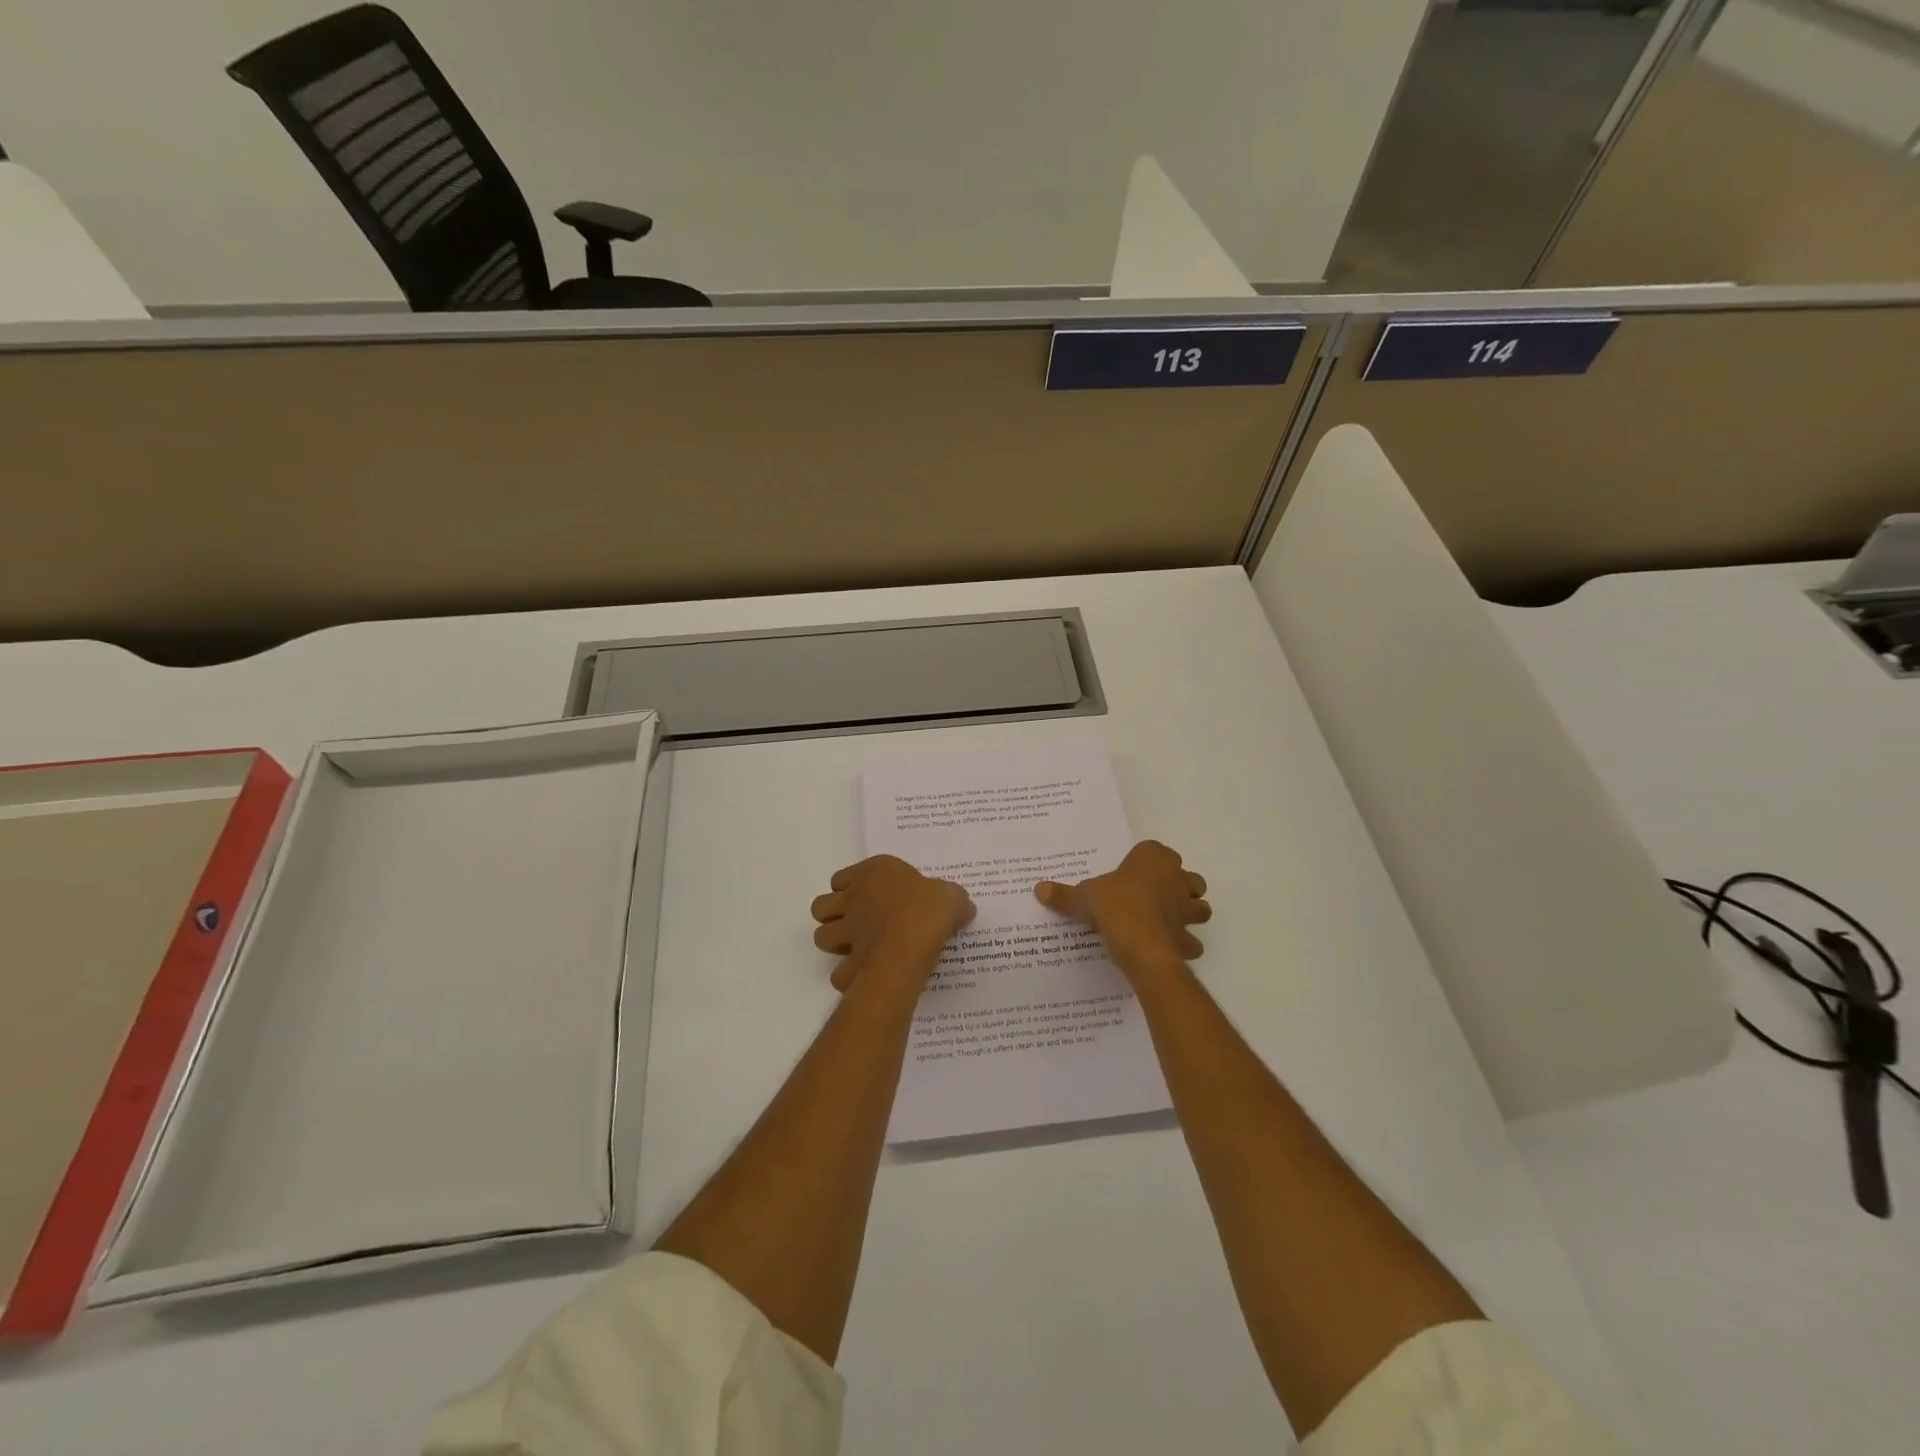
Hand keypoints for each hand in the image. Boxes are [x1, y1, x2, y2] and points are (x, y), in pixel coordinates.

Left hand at [811, 855, 974, 993]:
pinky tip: (864, 976)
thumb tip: (962, 907)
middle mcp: (853, 899)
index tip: (869, 897)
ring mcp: (847, 932)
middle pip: (822, 906)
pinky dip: (847, 976)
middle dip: (832, 915)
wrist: (913, 941)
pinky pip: (838, 973)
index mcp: (873, 873)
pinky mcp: (850, 963)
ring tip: (856, 948)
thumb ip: (953, 899)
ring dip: (833, 943)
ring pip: (821, 937)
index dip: (851, 887)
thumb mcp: (952, 895)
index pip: (841, 877)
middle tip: (855, 923)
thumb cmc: (929, 907)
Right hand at [1035, 840, 1210, 980]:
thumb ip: (1064, 894)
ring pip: (1200, 907)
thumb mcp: (1083, 897)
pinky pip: (1192, 941)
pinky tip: (1167, 948)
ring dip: (1189, 913)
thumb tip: (1038, 889)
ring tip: (1167, 921)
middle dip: (1179, 886)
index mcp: (1154, 859)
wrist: (1141, 945)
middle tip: (1155, 897)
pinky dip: (1184, 945)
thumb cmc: (1115, 907)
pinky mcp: (1188, 938)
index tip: (1132, 874)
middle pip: (1189, 878)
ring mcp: (1187, 910)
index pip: (1156, 851)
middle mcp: (1177, 879)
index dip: (1146, 862)